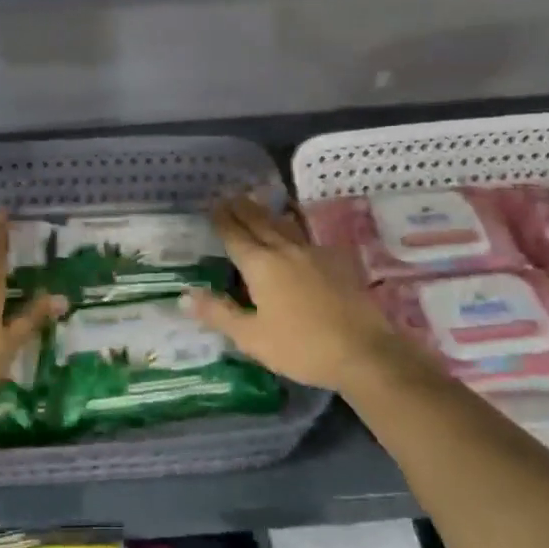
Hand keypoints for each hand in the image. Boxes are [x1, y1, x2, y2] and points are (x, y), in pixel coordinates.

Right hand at [185, 195, 412, 394]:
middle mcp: (285, 251)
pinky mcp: (337, 262)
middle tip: (230, 195)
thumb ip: (219, 313)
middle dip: (243, 208)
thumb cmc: (301, 347)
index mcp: (261, 266)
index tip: (211, 204)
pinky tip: (296, 232)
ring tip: (258, 203)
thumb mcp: (252, 337)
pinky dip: (294, 228)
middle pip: (260, 222)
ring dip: (268, 213)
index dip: (221, 220)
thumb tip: (184, 295)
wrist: (363, 352)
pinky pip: (308, 237)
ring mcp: (314, 254)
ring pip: (286, 225)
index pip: (235, 236)